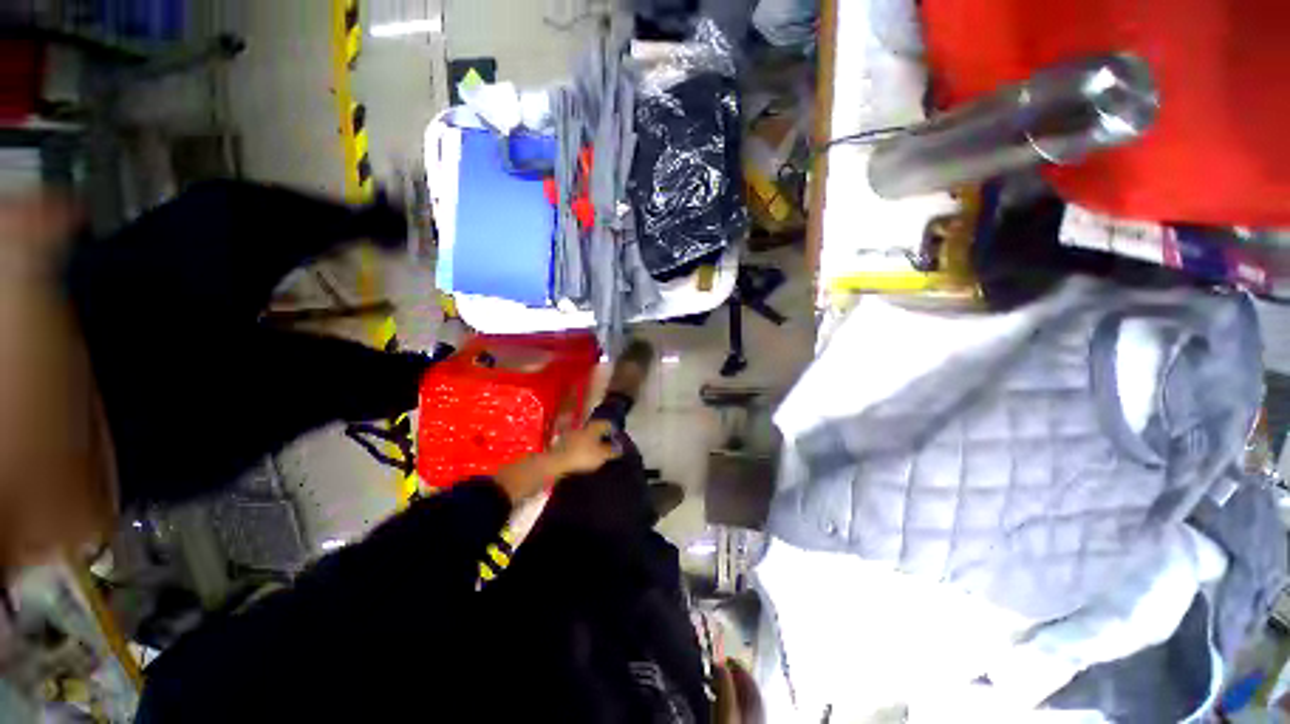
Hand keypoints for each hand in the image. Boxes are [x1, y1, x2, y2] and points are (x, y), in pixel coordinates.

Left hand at [493, 421, 620, 502]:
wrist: (554, 463)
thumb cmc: (582, 456)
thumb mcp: (602, 455)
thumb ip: (612, 450)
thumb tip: (621, 447)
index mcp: (594, 426)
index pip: (608, 424)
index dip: (614, 431)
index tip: (618, 440)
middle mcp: (583, 427)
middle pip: (596, 429)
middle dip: (603, 437)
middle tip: (609, 447)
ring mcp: (571, 434)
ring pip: (586, 436)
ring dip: (592, 443)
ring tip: (597, 454)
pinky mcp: (563, 444)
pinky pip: (578, 444)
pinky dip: (582, 449)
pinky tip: (584, 458)